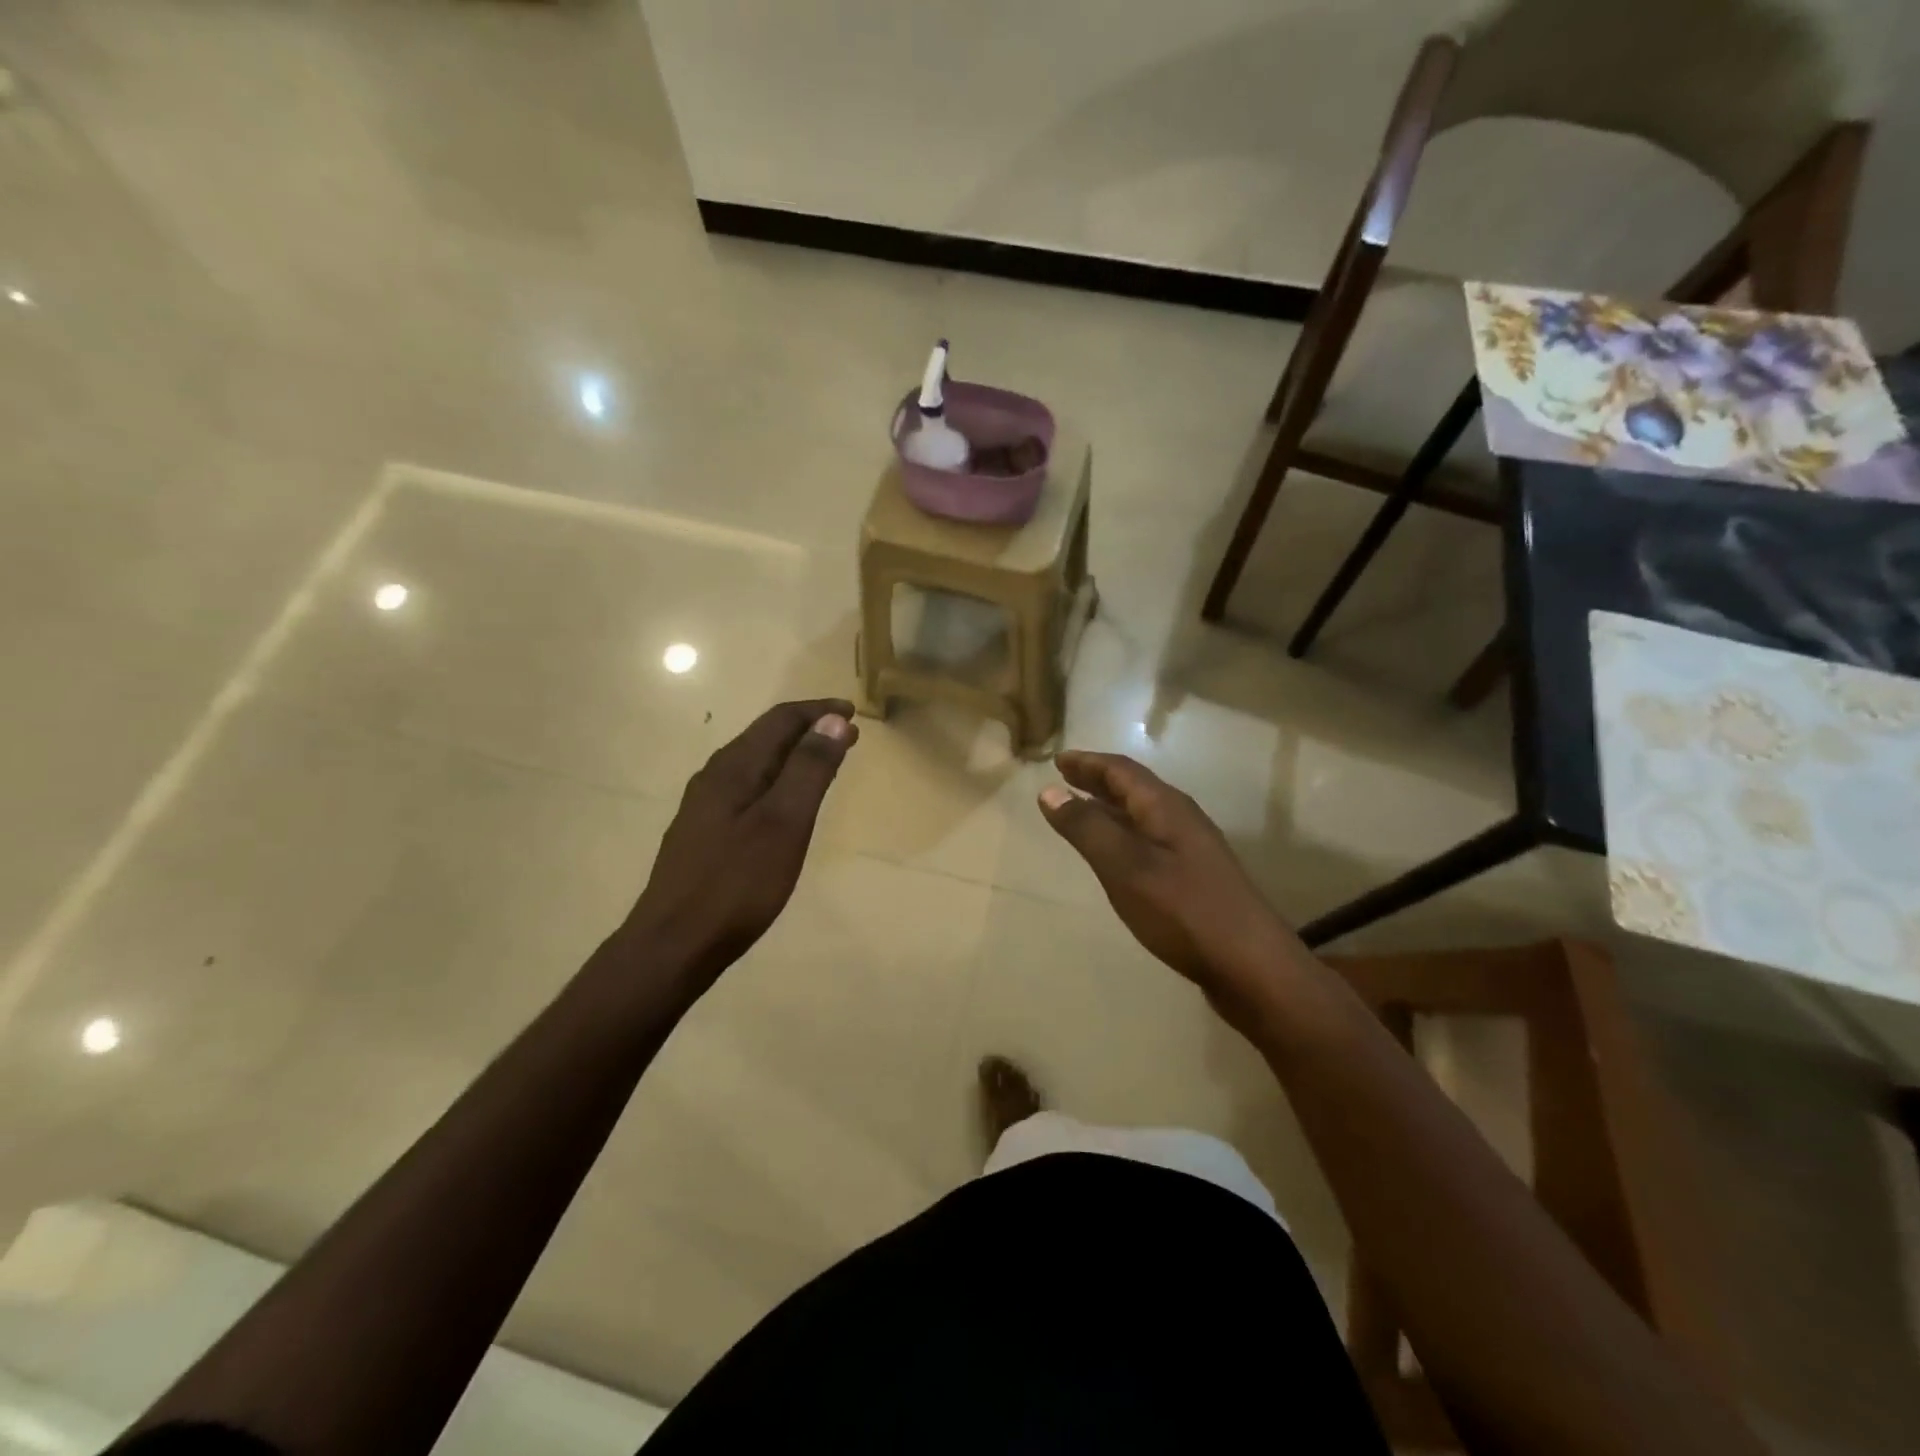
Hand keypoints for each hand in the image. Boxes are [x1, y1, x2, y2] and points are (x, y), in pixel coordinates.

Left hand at [622, 699, 857, 985]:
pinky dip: (777, 781)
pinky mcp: (704, 834)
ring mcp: (705, 807)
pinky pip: (748, 789)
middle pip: (765, 737)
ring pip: (756, 764)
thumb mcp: (783, 823)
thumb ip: (808, 769)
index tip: (854, 712)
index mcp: (734, 767)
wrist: (673, 945)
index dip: (818, 712)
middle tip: (848, 736)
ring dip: (793, 755)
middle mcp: (715, 777)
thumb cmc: (736, 884)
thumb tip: (833, 720)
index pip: (780, 720)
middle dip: (808, 730)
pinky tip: (785, 804)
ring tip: (824, 762)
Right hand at [1039, 751, 1295, 1012]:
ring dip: (1110, 807)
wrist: (1251, 965)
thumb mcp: (1124, 866)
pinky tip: (1115, 855)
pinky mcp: (1194, 877)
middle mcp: (1181, 819)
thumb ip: (1086, 828)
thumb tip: (1049, 791)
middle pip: (1134, 788)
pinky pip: (1149, 839)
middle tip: (1065, 777)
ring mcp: (1191, 849)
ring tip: (1081, 809)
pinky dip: (1123, 834)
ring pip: (1142, 814)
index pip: (1121, 770)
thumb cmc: (1182, 910)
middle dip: (1098, 780)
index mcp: (1166, 807)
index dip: (1087, 762)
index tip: (1057, 759)